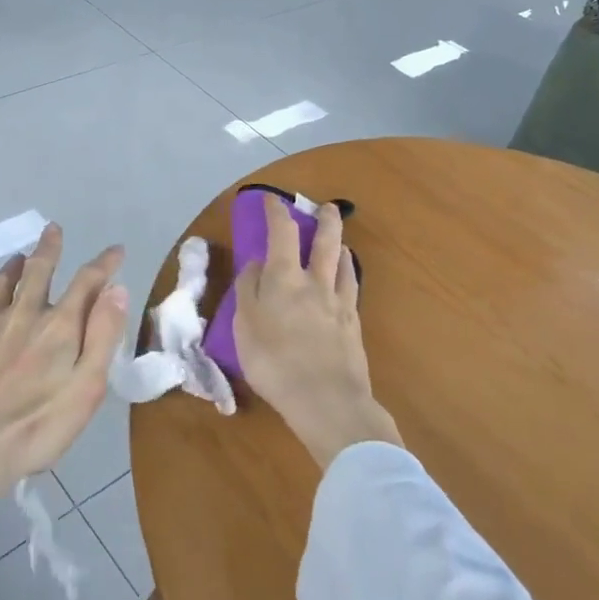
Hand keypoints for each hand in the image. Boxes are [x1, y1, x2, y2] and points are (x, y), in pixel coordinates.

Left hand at [0, 224, 126, 512]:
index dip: (103, 264)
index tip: (115, 251)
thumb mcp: (86, 388)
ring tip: (18, 258)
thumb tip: (116, 289)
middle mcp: (22, 314)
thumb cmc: (35, 426)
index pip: (86, 282)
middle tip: (52, 229)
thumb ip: (103, 336)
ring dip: (12, 268)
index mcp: (58, 327)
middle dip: (48, 249)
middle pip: (37, 271)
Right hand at [234, 199, 400, 468]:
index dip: (277, 212)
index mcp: (284, 278)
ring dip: (341, 246)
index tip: (272, 199)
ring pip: (343, 264)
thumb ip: (248, 290)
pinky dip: (349, 275)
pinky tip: (347, 279)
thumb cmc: (274, 362)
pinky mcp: (353, 325)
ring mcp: (339, 303)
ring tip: (340, 241)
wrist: (326, 400)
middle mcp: (315, 282)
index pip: (282, 233)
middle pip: (325, 242)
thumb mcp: (244, 325)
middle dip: (325, 220)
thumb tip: (255, 264)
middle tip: (328, 207)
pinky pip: (352, 289)